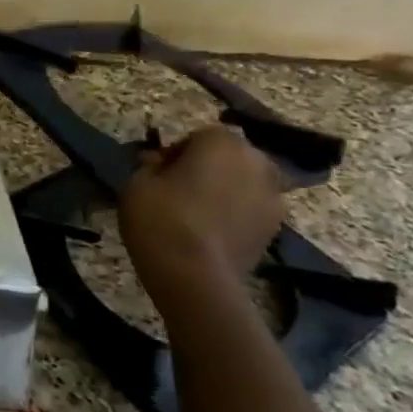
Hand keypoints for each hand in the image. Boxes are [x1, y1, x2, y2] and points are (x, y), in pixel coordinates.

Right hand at [120, 125, 285, 291]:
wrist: (194, 276)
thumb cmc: (160, 218)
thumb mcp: (136, 183)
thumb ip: (149, 165)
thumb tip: (158, 161)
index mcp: (222, 142)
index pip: (198, 136)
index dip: (176, 153)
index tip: (158, 173)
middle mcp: (256, 161)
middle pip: (228, 157)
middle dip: (207, 168)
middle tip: (178, 191)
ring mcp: (272, 196)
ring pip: (242, 183)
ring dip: (224, 191)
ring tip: (196, 215)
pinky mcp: (276, 228)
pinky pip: (251, 210)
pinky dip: (235, 215)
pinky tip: (211, 233)